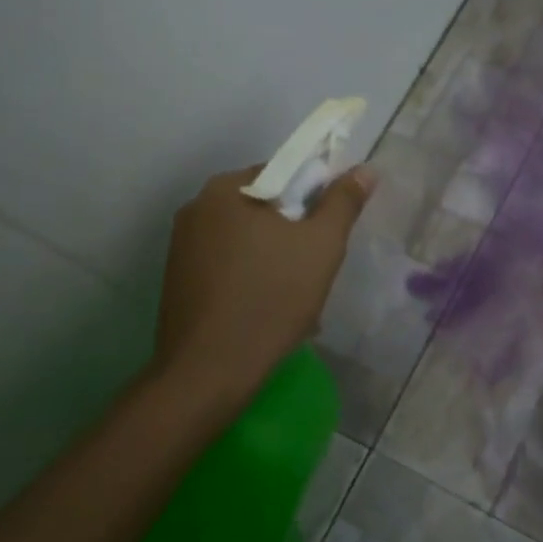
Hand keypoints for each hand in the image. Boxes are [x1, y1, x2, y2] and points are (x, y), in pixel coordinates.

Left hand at [150, 163, 374, 403]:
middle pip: (264, 207)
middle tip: (316, 267)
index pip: (283, 173)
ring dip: (275, 258)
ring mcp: (181, 246)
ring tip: (296, 296)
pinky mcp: (178, 280)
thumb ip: (343, 202)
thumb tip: (365, 169)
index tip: (329, 233)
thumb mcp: (321, 245)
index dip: (315, 198)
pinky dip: (251, 278)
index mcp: (226, 189)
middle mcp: (196, 208)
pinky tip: (267, 310)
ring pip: (247, 240)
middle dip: (294, 233)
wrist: (209, 372)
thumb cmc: (271, 298)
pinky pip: (227, 265)